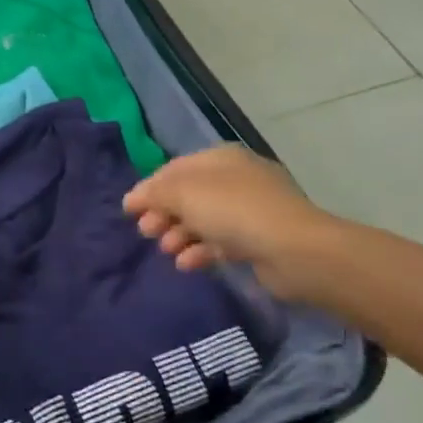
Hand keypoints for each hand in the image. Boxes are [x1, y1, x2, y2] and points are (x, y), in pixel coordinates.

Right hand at [123, 145, 342, 301]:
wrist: (293, 249)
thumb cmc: (234, 211)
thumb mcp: (185, 193)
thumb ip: (155, 193)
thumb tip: (133, 198)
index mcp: (220, 158)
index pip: (174, 169)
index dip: (149, 188)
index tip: (128, 211)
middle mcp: (236, 179)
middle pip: (188, 195)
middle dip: (164, 214)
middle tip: (146, 233)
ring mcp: (250, 210)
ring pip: (203, 220)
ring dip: (179, 235)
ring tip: (167, 251)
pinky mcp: (257, 240)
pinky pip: (219, 242)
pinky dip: (200, 251)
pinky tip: (187, 264)